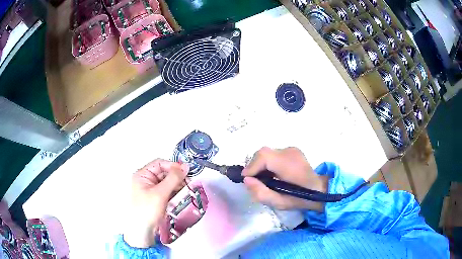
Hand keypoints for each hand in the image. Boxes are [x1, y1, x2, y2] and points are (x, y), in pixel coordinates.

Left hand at [124, 159, 188, 247]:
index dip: (173, 166)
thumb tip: (185, 166)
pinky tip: (181, 197)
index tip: (186, 172)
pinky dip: (174, 192)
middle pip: (164, 172)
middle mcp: (146, 180)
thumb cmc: (147, 210)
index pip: (159, 163)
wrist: (142, 231)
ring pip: (167, 182)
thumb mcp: (161, 193)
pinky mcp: (156, 198)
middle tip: (188, 183)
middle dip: (176, 177)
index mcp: (142, 175)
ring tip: (186, 191)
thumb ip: (173, 178)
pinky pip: (167, 191)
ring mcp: (150, 190)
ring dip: (177, 185)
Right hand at [242, 147, 327, 211]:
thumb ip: (261, 192)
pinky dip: (268, 163)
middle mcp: (290, 152)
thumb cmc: (300, 199)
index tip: (246, 179)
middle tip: (253, 180)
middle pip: (263, 153)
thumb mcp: (279, 203)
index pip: (264, 156)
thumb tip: (247, 179)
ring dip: (261, 165)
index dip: (252, 166)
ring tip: (263, 179)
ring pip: (268, 153)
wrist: (319, 190)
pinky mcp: (292, 150)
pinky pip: (274, 154)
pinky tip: (272, 174)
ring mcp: (292, 149)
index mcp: (289, 165)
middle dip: (254, 166)